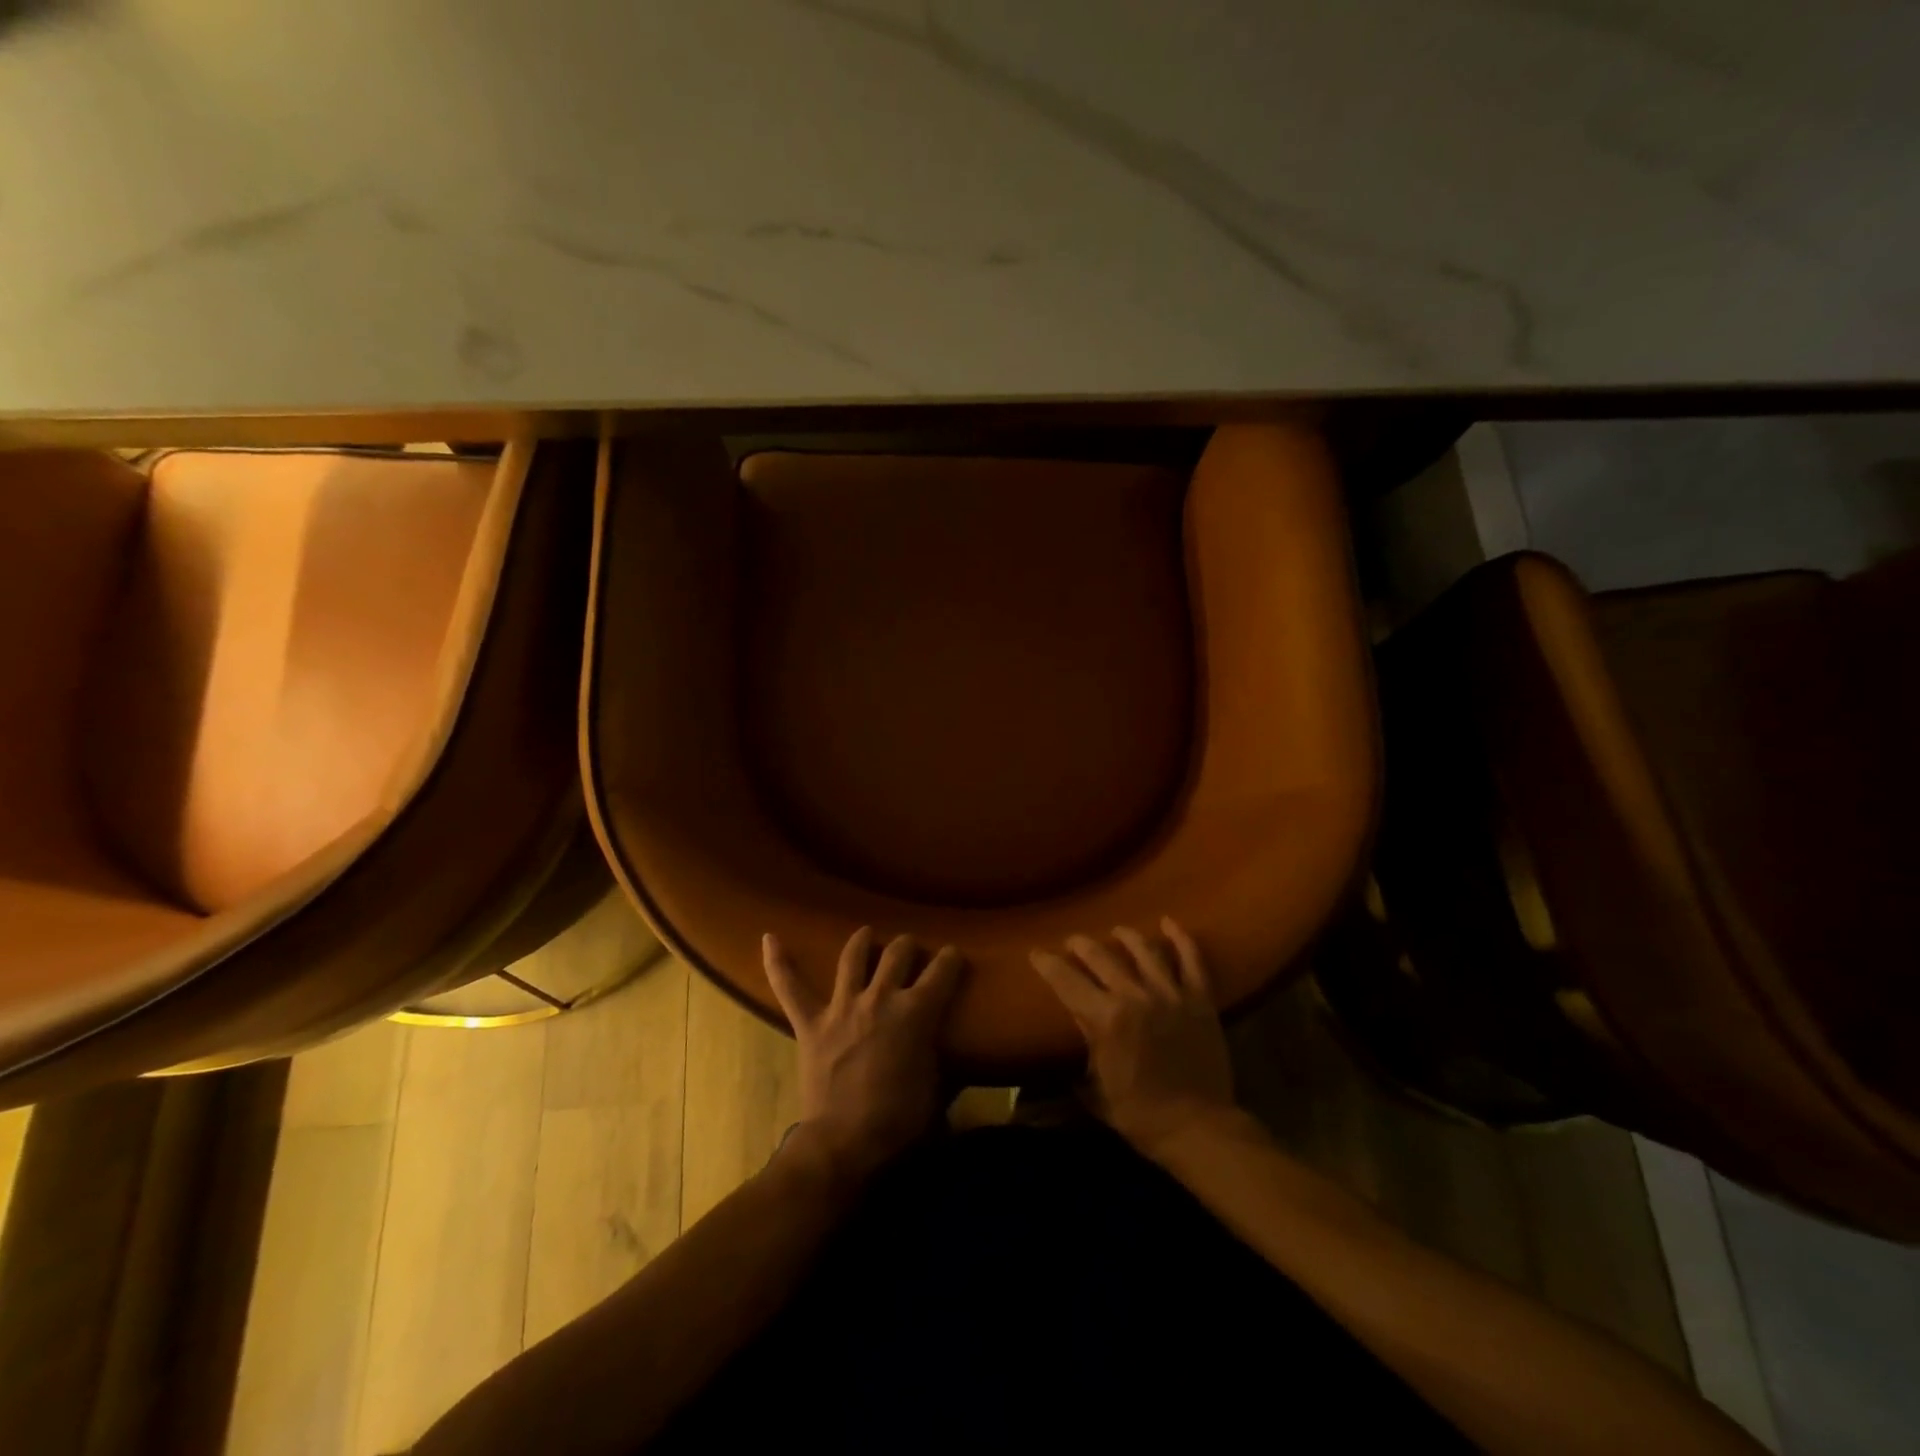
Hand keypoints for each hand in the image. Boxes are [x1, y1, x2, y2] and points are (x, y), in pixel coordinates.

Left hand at [763, 927, 964, 1183]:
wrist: (845, 1144)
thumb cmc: (899, 1121)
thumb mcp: (938, 1088)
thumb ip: (939, 1055)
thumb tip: (942, 1048)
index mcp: (917, 1012)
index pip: (942, 970)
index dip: (951, 959)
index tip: (953, 956)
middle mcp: (880, 997)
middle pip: (898, 953)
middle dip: (908, 946)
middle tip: (912, 951)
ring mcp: (842, 1006)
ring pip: (853, 957)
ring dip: (862, 942)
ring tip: (867, 935)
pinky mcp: (811, 1022)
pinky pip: (790, 987)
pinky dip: (778, 962)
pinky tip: (768, 938)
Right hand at [1031, 918, 1235, 1159]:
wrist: (1199, 1128)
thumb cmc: (1141, 1116)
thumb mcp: (1096, 1089)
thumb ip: (1085, 1052)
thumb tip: (1076, 1035)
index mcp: (1104, 1018)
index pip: (1066, 981)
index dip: (1047, 964)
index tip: (1036, 953)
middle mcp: (1134, 996)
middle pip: (1101, 957)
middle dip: (1082, 945)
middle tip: (1073, 941)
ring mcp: (1170, 994)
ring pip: (1144, 950)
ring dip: (1126, 936)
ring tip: (1117, 931)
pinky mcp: (1200, 999)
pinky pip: (1191, 960)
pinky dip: (1181, 939)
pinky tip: (1169, 923)